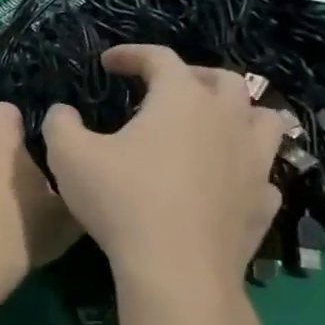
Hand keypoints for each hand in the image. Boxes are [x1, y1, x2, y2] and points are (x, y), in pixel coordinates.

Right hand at [43, 46, 292, 302]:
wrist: (176, 269)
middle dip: (193, 75)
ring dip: (238, 113)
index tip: (108, 63)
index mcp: (181, 99)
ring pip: (264, 119)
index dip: (132, 54)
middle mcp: (226, 120)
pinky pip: (262, 172)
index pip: (160, 58)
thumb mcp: (69, 155)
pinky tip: (224, 178)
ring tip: (212, 124)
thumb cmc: (121, 200)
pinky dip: (244, 166)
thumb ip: (61, 124)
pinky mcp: (263, 202)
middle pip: (224, 79)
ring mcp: (254, 162)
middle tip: (165, 89)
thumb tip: (63, 112)